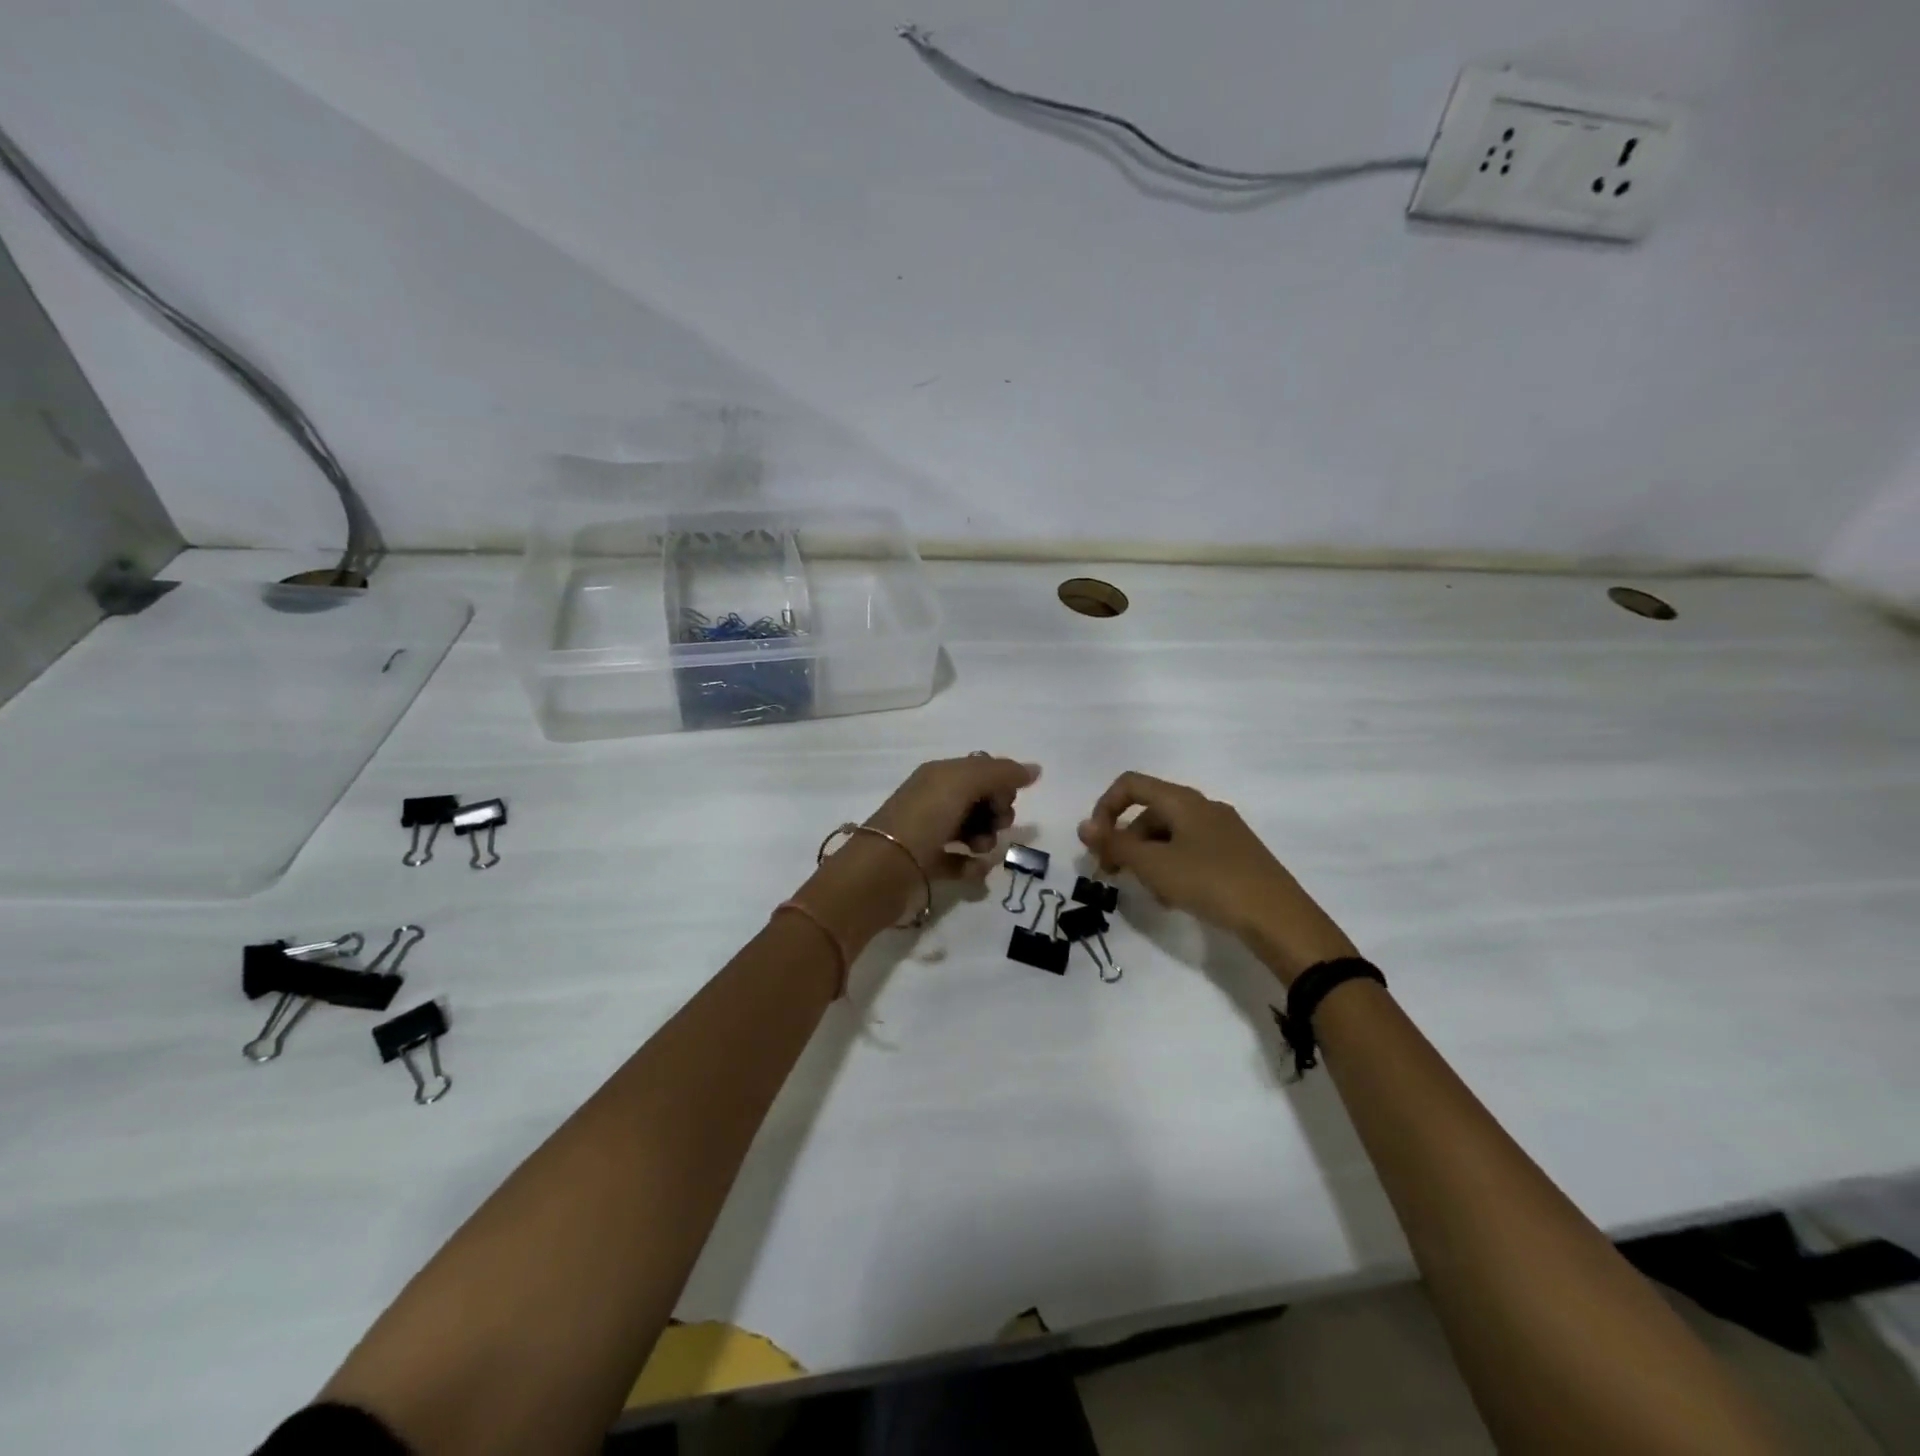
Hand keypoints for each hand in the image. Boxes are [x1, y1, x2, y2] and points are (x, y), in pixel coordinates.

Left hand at [866, 753, 1039, 881]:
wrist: (883, 870)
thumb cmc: (924, 818)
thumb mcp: (963, 783)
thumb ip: (1001, 773)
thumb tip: (1035, 769)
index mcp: (939, 776)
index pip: (981, 770)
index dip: (1000, 784)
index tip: (1005, 799)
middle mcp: (934, 800)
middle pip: (980, 801)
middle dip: (997, 811)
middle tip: (996, 823)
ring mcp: (930, 833)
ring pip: (973, 830)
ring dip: (986, 838)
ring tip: (980, 848)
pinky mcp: (928, 864)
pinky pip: (960, 861)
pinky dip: (972, 865)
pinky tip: (976, 868)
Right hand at [1078, 772, 1356, 983]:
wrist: (1278, 918)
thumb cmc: (1210, 882)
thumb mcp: (1155, 865)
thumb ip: (1115, 844)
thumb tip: (1083, 826)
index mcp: (1182, 800)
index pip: (1130, 785)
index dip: (1104, 808)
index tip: (1096, 844)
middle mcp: (1203, 807)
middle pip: (1148, 812)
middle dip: (1125, 841)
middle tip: (1113, 875)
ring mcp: (1222, 830)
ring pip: (1169, 835)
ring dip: (1148, 859)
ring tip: (1150, 893)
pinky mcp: (1236, 855)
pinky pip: (1190, 851)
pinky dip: (1172, 868)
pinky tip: (1176, 898)